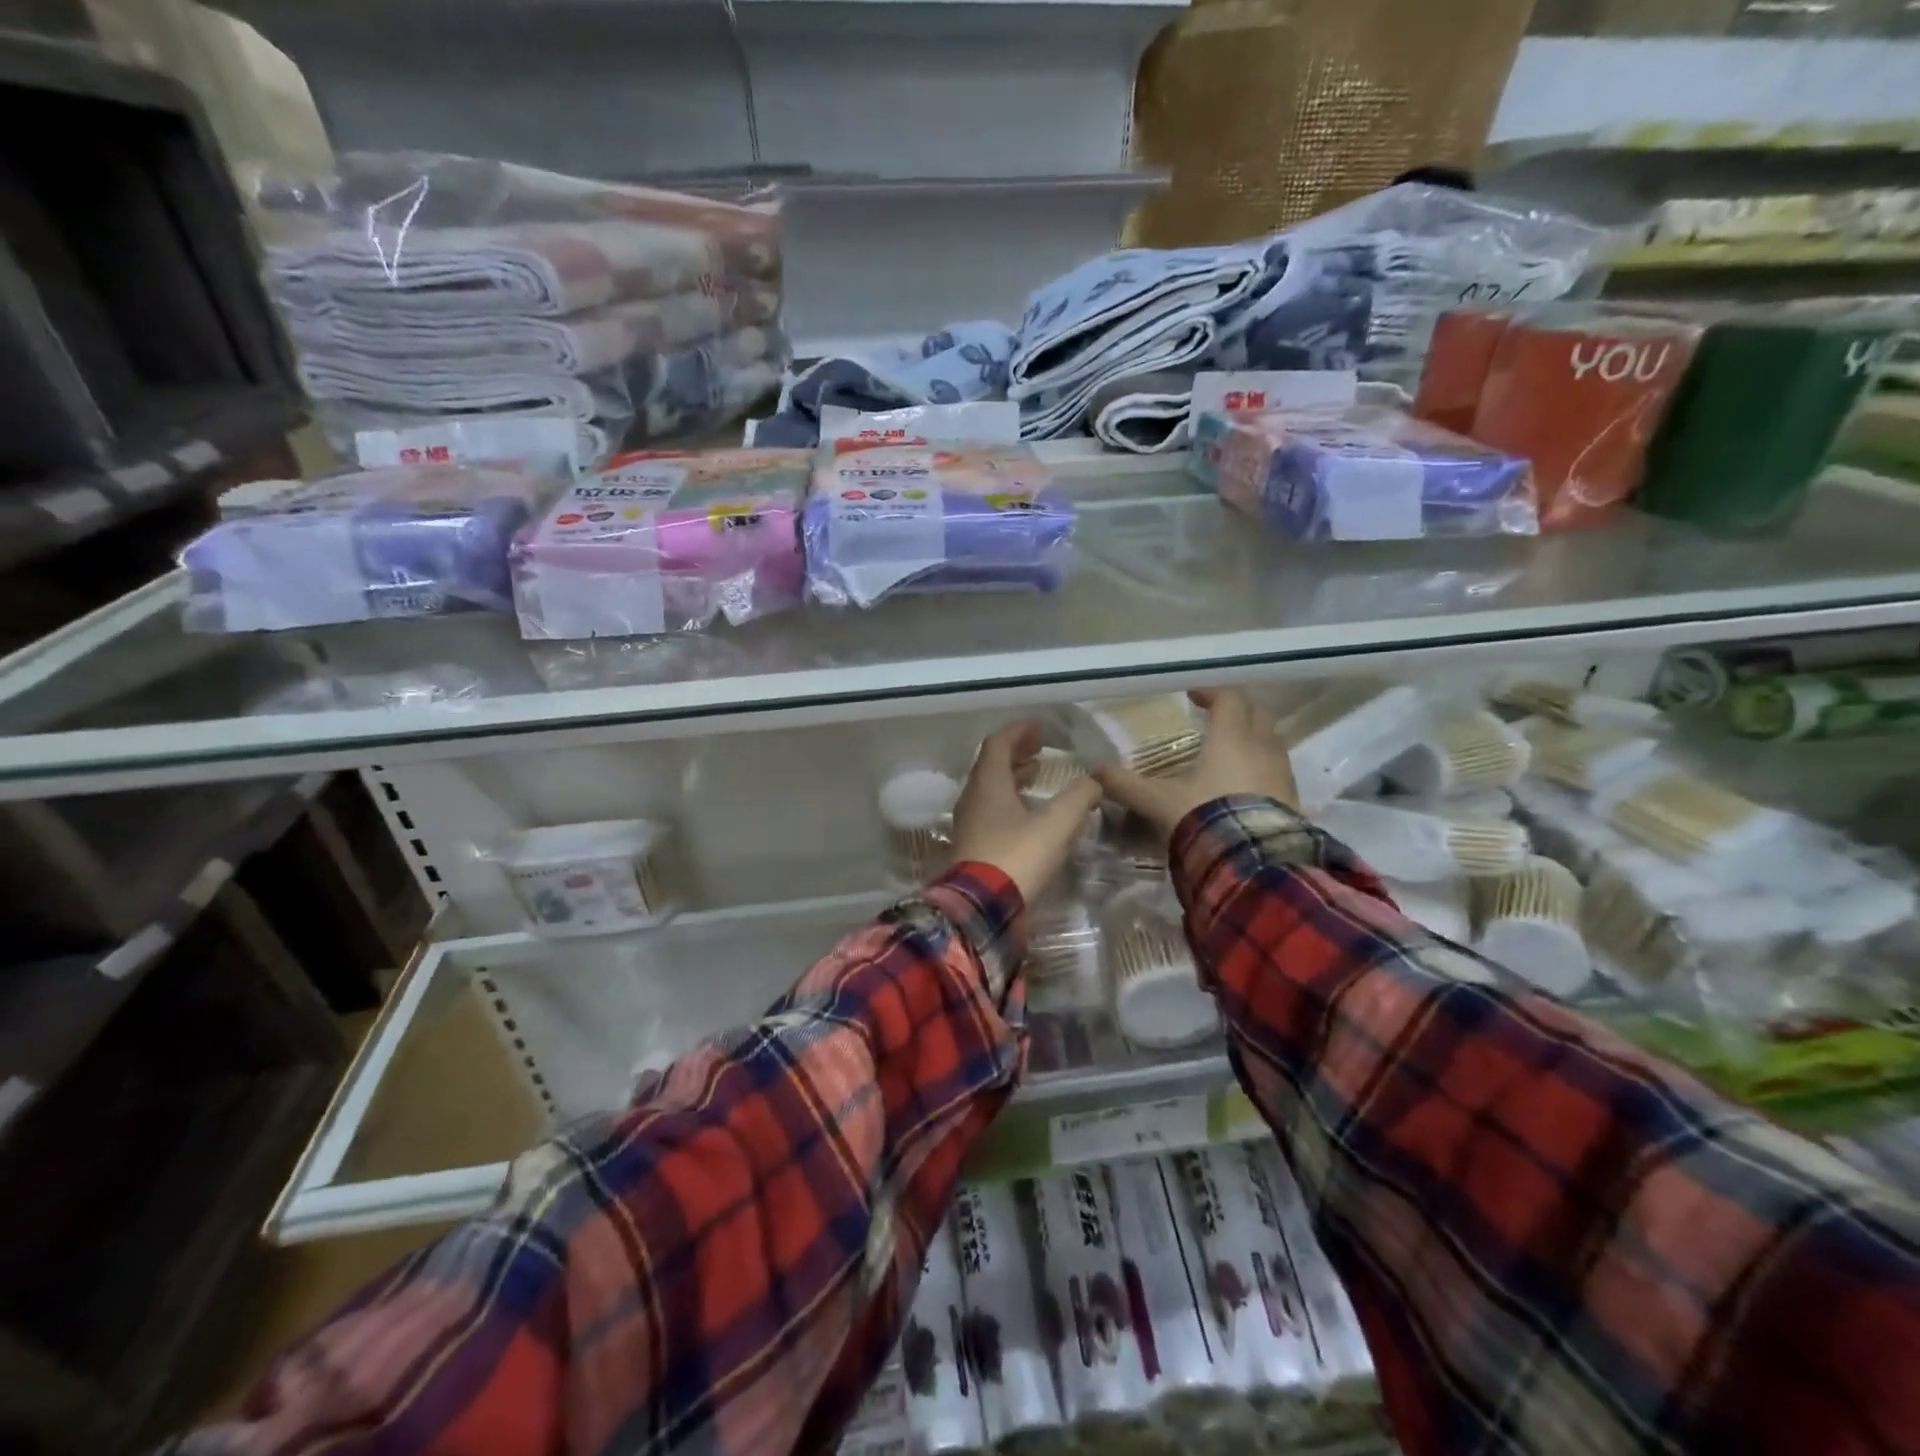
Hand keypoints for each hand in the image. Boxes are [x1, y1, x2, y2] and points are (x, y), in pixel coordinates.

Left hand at [952, 721, 1104, 905]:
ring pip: (989, 789)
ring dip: (1012, 778)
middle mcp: (973, 798)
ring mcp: (969, 824)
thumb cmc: (1018, 856)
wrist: (981, 907)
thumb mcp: (1057, 824)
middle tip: (1040, 749)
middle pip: (991, 765)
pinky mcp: (972, 846)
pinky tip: (1028, 814)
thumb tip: (1097, 779)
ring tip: (1036, 776)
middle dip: (1015, 753)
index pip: (997, 744)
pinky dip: (1009, 801)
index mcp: (988, 784)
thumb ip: (1080, 797)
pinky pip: (989, 811)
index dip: (1018, 732)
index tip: (1039, 727)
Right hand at [1093, 688, 1296, 836]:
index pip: (1229, 700)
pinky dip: (1262, 769)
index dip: (1212, 694)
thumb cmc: (1206, 816)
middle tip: (1218, 717)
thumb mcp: (1158, 801)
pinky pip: (1278, 772)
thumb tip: (1095, 772)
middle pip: (1258, 714)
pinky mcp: (1292, 799)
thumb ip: (1127, 785)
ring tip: (1232, 752)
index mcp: (1231, 738)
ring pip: (1272, 743)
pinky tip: (1246, 787)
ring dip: (1254, 740)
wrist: (1254, 859)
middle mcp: (1261, 748)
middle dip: (1239, 712)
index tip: (1194, 696)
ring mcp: (1281, 774)